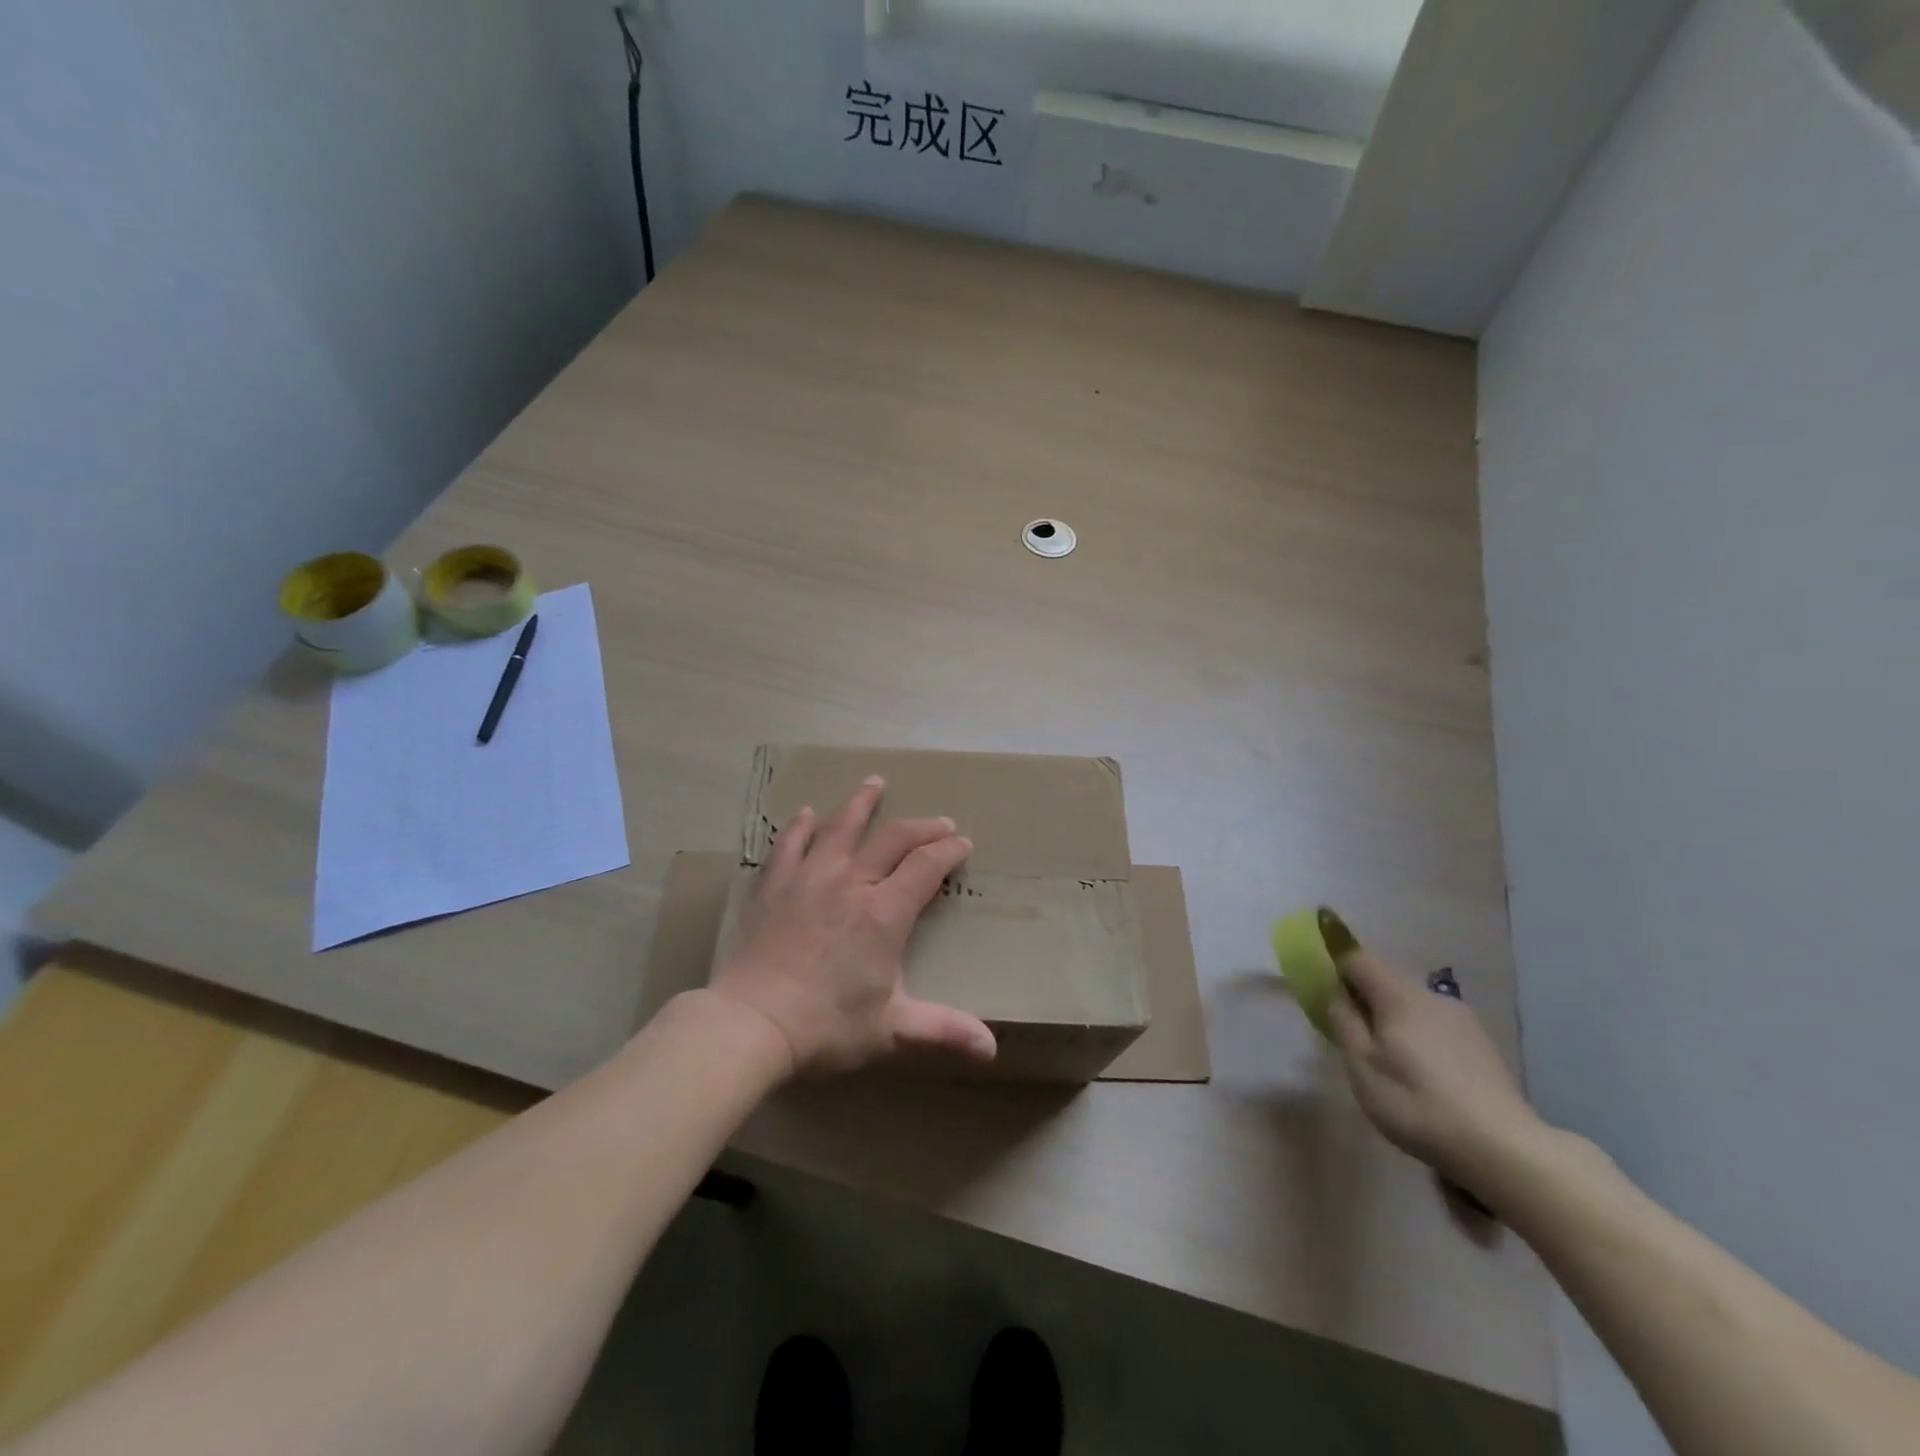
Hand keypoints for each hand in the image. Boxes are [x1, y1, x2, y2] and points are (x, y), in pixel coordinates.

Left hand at [707, 776, 998, 1077]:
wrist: (751, 1023)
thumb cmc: (826, 1027)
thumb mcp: (891, 1030)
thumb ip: (942, 1030)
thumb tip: (992, 1049)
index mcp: (884, 912)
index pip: (926, 866)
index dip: (949, 851)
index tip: (962, 843)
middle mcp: (851, 882)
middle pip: (893, 838)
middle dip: (921, 827)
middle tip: (939, 822)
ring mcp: (809, 877)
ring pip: (840, 826)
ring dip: (861, 802)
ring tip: (874, 782)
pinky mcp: (774, 885)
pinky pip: (790, 844)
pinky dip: (801, 827)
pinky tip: (805, 814)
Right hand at [1327, 951, 1547, 1193]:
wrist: (1503, 1148)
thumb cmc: (1416, 1102)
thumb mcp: (1362, 1065)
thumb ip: (1343, 1021)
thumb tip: (1336, 994)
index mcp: (1398, 995)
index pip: (1357, 958)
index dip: (1335, 966)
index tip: (1324, 991)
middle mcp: (1431, 996)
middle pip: (1386, 980)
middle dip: (1364, 997)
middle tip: (1352, 1035)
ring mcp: (1462, 1019)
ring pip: (1412, 1004)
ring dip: (1393, 1019)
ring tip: (1389, 1061)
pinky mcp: (1482, 1044)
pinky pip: (1436, 1025)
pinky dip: (1419, 1036)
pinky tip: (1424, 1075)